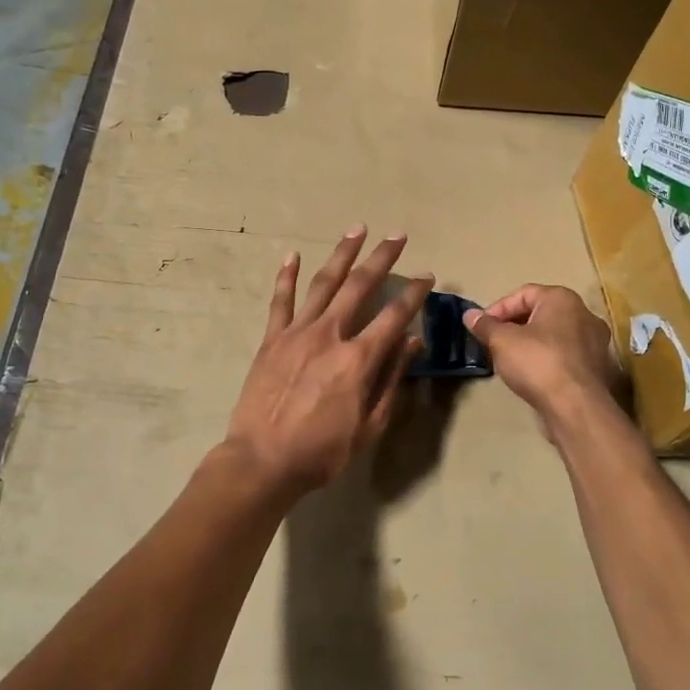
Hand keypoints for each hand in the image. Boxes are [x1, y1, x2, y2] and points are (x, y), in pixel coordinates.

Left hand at [223, 227, 429, 498]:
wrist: (262, 460)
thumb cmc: (322, 451)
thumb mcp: (369, 425)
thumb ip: (391, 379)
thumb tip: (413, 342)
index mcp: (358, 359)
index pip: (394, 317)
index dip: (414, 294)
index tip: (427, 275)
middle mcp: (330, 335)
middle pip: (360, 286)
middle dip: (381, 258)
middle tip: (397, 235)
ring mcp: (297, 333)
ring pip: (323, 283)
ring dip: (342, 254)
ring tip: (356, 229)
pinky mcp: (272, 339)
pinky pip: (280, 301)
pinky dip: (285, 276)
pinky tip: (291, 255)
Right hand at [464, 285, 618, 423]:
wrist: (575, 406)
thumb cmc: (537, 362)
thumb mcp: (501, 341)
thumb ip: (485, 325)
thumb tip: (469, 314)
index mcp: (562, 298)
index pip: (523, 294)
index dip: (498, 309)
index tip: (482, 327)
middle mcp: (584, 313)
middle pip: (540, 312)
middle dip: (514, 325)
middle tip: (494, 341)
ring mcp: (596, 341)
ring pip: (554, 334)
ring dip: (531, 342)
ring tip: (511, 358)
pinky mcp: (598, 366)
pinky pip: (566, 353)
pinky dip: (548, 357)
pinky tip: (533, 373)